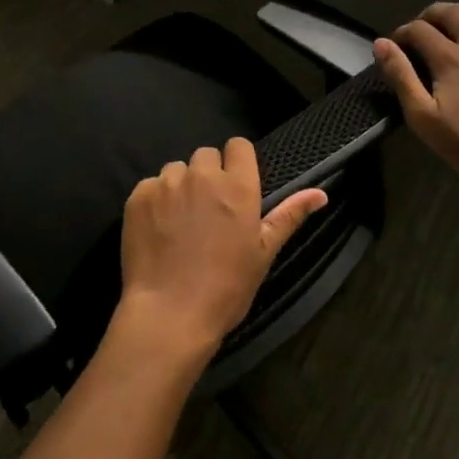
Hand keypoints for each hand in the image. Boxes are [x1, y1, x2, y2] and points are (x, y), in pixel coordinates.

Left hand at [117, 139, 327, 366]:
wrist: (170, 312)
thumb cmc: (226, 287)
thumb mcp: (264, 253)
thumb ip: (289, 216)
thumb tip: (321, 193)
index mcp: (237, 187)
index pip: (239, 146)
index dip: (237, 162)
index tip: (234, 185)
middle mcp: (201, 175)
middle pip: (206, 155)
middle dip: (208, 175)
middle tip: (208, 210)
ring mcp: (166, 184)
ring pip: (176, 170)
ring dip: (180, 186)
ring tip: (180, 221)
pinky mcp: (138, 196)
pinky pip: (150, 186)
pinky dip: (154, 201)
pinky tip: (158, 230)